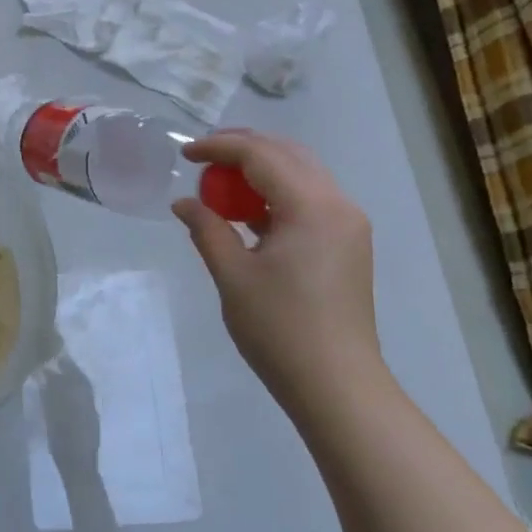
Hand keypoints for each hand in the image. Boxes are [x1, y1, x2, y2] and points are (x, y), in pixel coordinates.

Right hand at [173, 131, 380, 414]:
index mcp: (312, 206)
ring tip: (220, 183)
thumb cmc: (280, 329)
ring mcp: (348, 224)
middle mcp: (338, 205)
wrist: (336, 384)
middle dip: (243, 149)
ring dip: (261, 170)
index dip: (220, 147)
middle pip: (288, 155)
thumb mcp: (233, 275)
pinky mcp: (347, 244)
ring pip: (302, 175)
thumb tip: (184, 203)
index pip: (262, 155)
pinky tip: (249, 213)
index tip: (184, 153)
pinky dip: (277, 195)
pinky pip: (309, 200)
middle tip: (203, 157)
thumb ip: (207, 229)